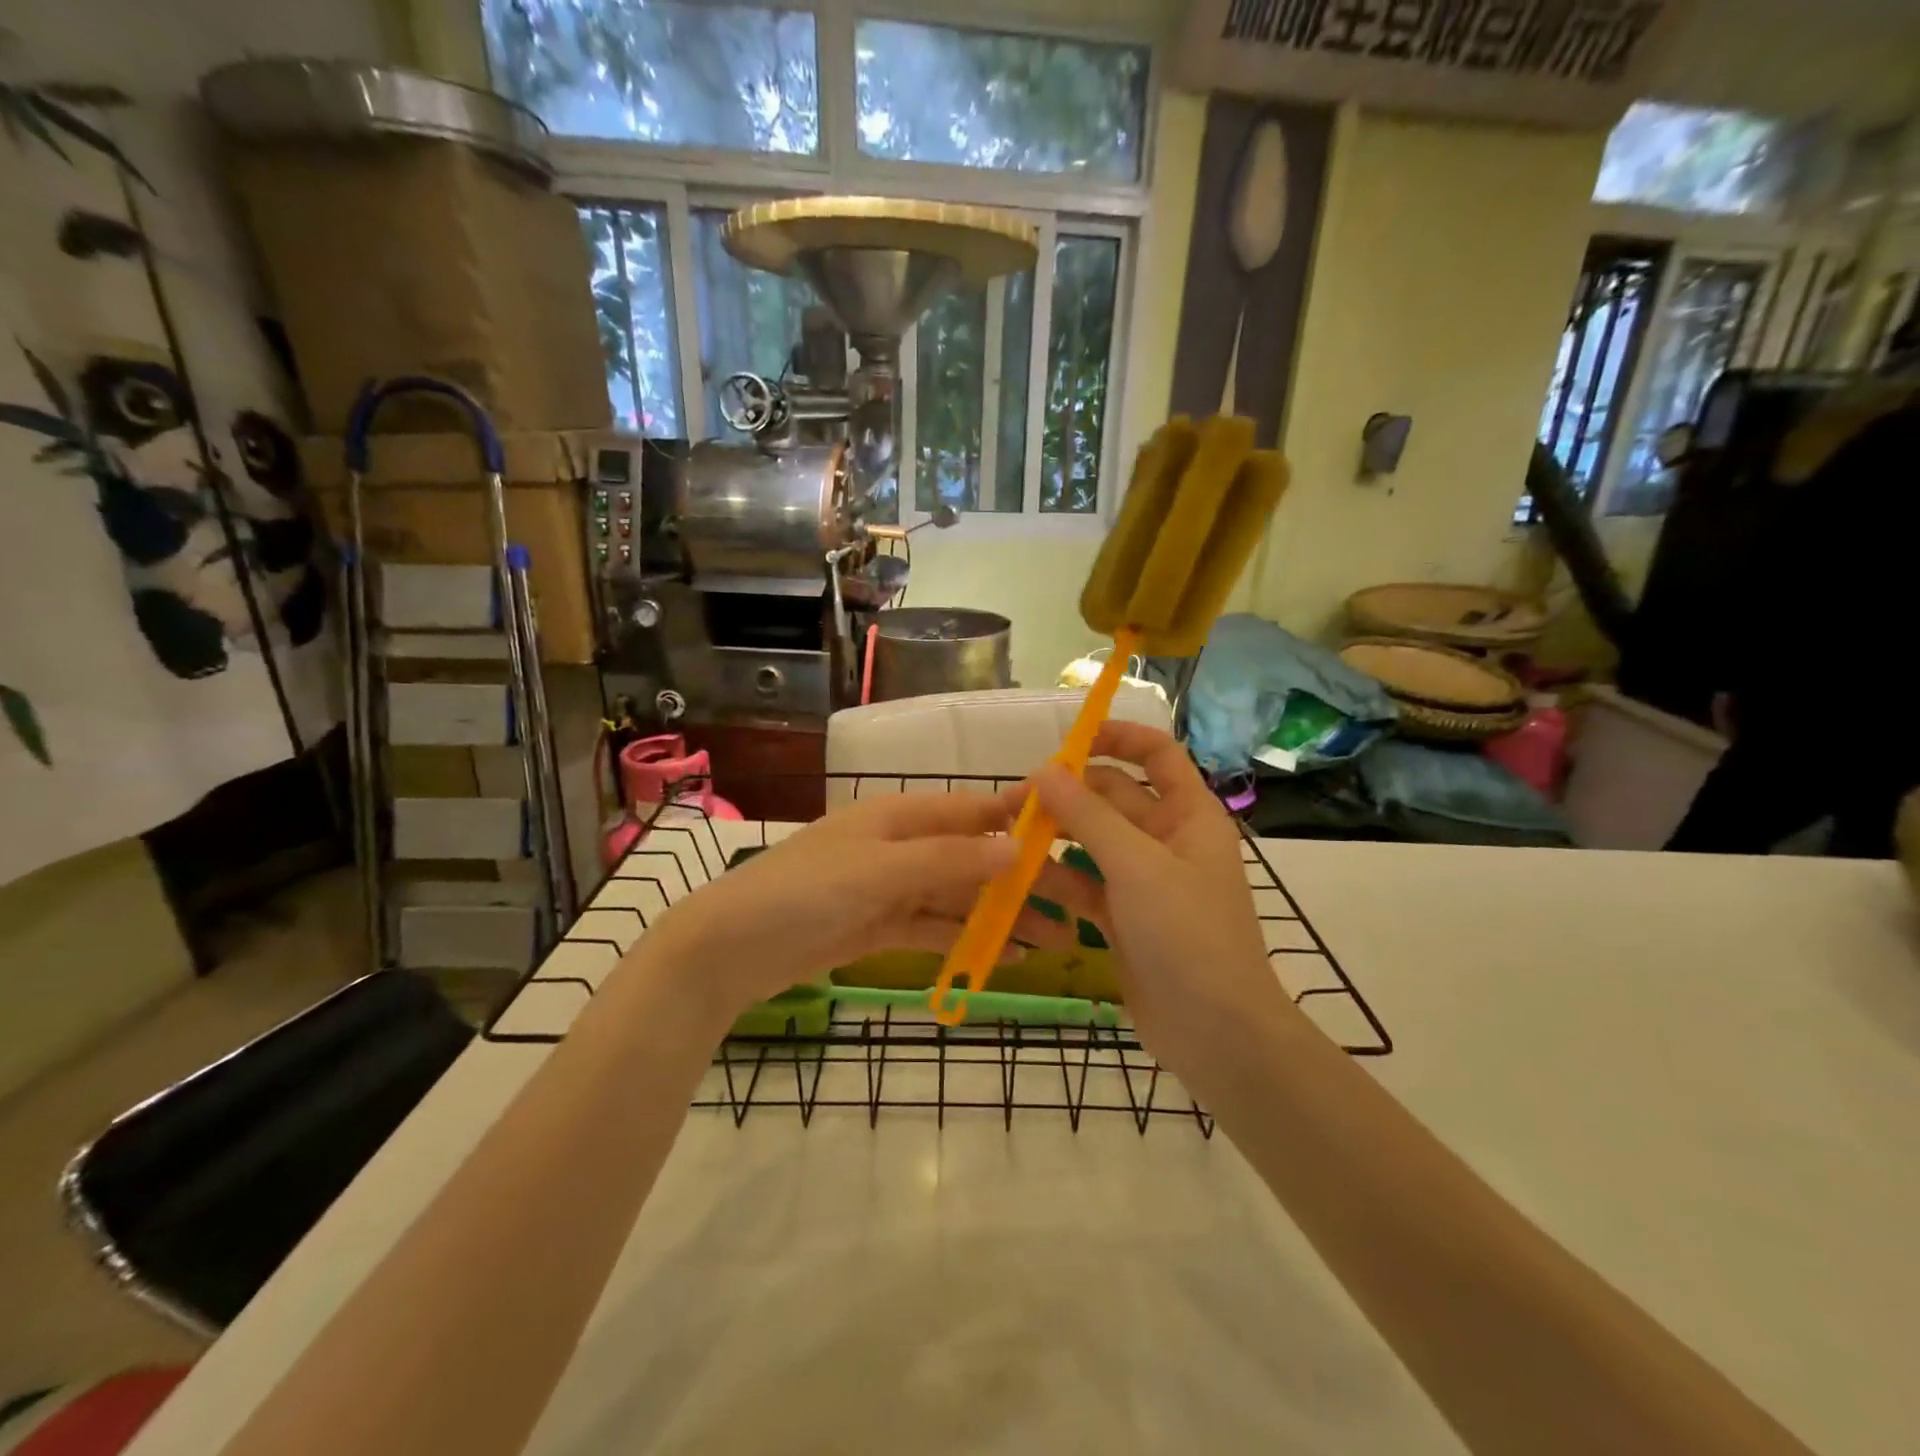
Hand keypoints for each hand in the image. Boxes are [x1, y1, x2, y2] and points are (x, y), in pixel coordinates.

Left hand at [631, 791, 1079, 1029]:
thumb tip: (1015, 849)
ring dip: (1000, 915)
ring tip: (1051, 938)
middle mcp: (900, 846)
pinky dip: (966, 939)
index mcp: (899, 816)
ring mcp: (890, 888)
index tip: (1071, 827)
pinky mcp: (879, 927)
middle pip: (971, 858)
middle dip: (1018, 879)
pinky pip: (933, 928)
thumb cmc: (804, 891)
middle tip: (1074, 904)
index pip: (972, 810)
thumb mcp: (878, 871)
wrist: (729, 949)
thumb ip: (947, 860)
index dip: (1019, 816)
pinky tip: (1003, 956)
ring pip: (957, 897)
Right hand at [1005, 722, 1301, 1102]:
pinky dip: (1056, 882)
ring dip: (1054, 839)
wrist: (1216, 1033)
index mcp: (1188, 814)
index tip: (1068, 742)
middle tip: (1015, 802)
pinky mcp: (1122, 918)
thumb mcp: (1137, 866)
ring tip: (1007, 840)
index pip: (1156, 754)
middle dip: (1067, 795)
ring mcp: (1143, 881)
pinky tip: (1021, 883)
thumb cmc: (1188, 935)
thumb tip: (1045, 771)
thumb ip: (1088, 815)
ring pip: (1091, 843)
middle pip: (1112, 798)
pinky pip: (1083, 886)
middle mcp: (1166, 840)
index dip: (1117, 737)